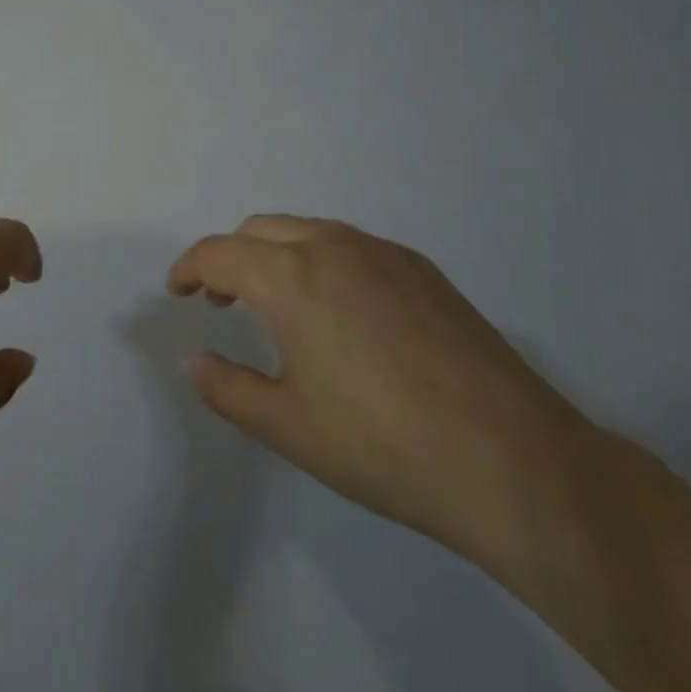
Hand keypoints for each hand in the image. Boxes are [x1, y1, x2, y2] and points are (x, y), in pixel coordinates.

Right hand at [168, 216, 597, 571]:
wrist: (513, 462)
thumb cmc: (381, 447)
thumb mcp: (286, 426)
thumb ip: (225, 387)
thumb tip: (193, 360)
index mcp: (293, 278)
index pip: (219, 253)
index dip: (189, 269)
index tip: (177, 293)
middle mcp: (336, 247)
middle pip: (261, 229)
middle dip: (230, 258)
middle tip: (222, 302)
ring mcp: (386, 254)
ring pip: (310, 231)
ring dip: (277, 255)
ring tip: (278, 306)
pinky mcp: (425, 271)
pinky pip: (353, 247)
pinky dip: (322, 261)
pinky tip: (340, 313)